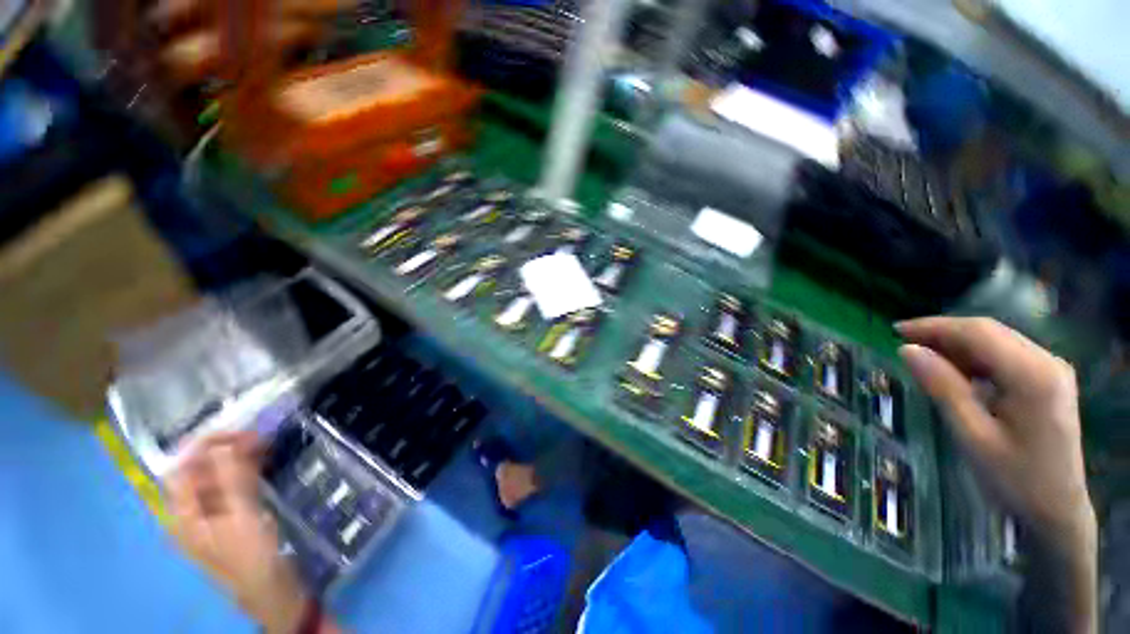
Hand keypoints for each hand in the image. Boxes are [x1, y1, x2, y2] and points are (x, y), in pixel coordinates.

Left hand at [165, 433, 309, 633]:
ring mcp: (212, 516)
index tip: (236, 430)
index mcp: (184, 516)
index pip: (181, 469)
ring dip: (236, 457)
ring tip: (264, 442)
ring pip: (217, 477)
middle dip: (223, 449)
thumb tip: (224, 445)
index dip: (202, 446)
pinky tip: (262, 461)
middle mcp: (192, 513)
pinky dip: (245, 470)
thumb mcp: (241, 520)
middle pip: (198, 472)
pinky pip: (233, 486)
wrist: (272, 592)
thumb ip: (231, 482)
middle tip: (257, 434)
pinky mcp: (233, 518)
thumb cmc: (252, 558)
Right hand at [898, 317, 1095, 632]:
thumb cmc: (1014, 479)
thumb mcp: (972, 436)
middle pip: (989, 331)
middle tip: (904, 343)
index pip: (978, 333)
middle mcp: (1047, 362)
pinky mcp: (1049, 379)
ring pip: (997, 340)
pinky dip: (975, 357)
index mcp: (1032, 375)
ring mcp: (1051, 369)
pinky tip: (956, 371)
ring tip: (924, 357)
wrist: (1058, 510)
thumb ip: (942, 388)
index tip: (895, 331)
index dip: (934, 327)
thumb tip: (908, 350)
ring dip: (958, 344)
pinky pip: (1006, 355)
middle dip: (944, 333)